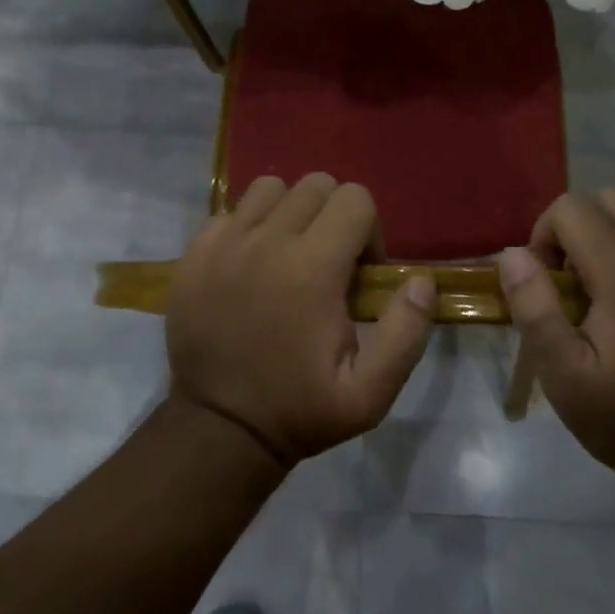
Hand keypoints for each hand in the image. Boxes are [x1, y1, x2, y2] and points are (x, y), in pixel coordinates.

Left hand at [165, 174, 436, 466]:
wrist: (220, 428)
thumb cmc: (300, 410)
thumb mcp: (370, 394)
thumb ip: (406, 333)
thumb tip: (420, 280)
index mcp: (312, 269)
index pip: (355, 199)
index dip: (369, 231)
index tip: (360, 273)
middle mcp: (267, 242)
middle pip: (315, 185)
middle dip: (334, 216)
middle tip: (329, 264)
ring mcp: (224, 243)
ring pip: (270, 188)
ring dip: (290, 212)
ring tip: (290, 255)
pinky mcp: (194, 253)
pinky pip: (230, 211)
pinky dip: (249, 226)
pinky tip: (251, 265)